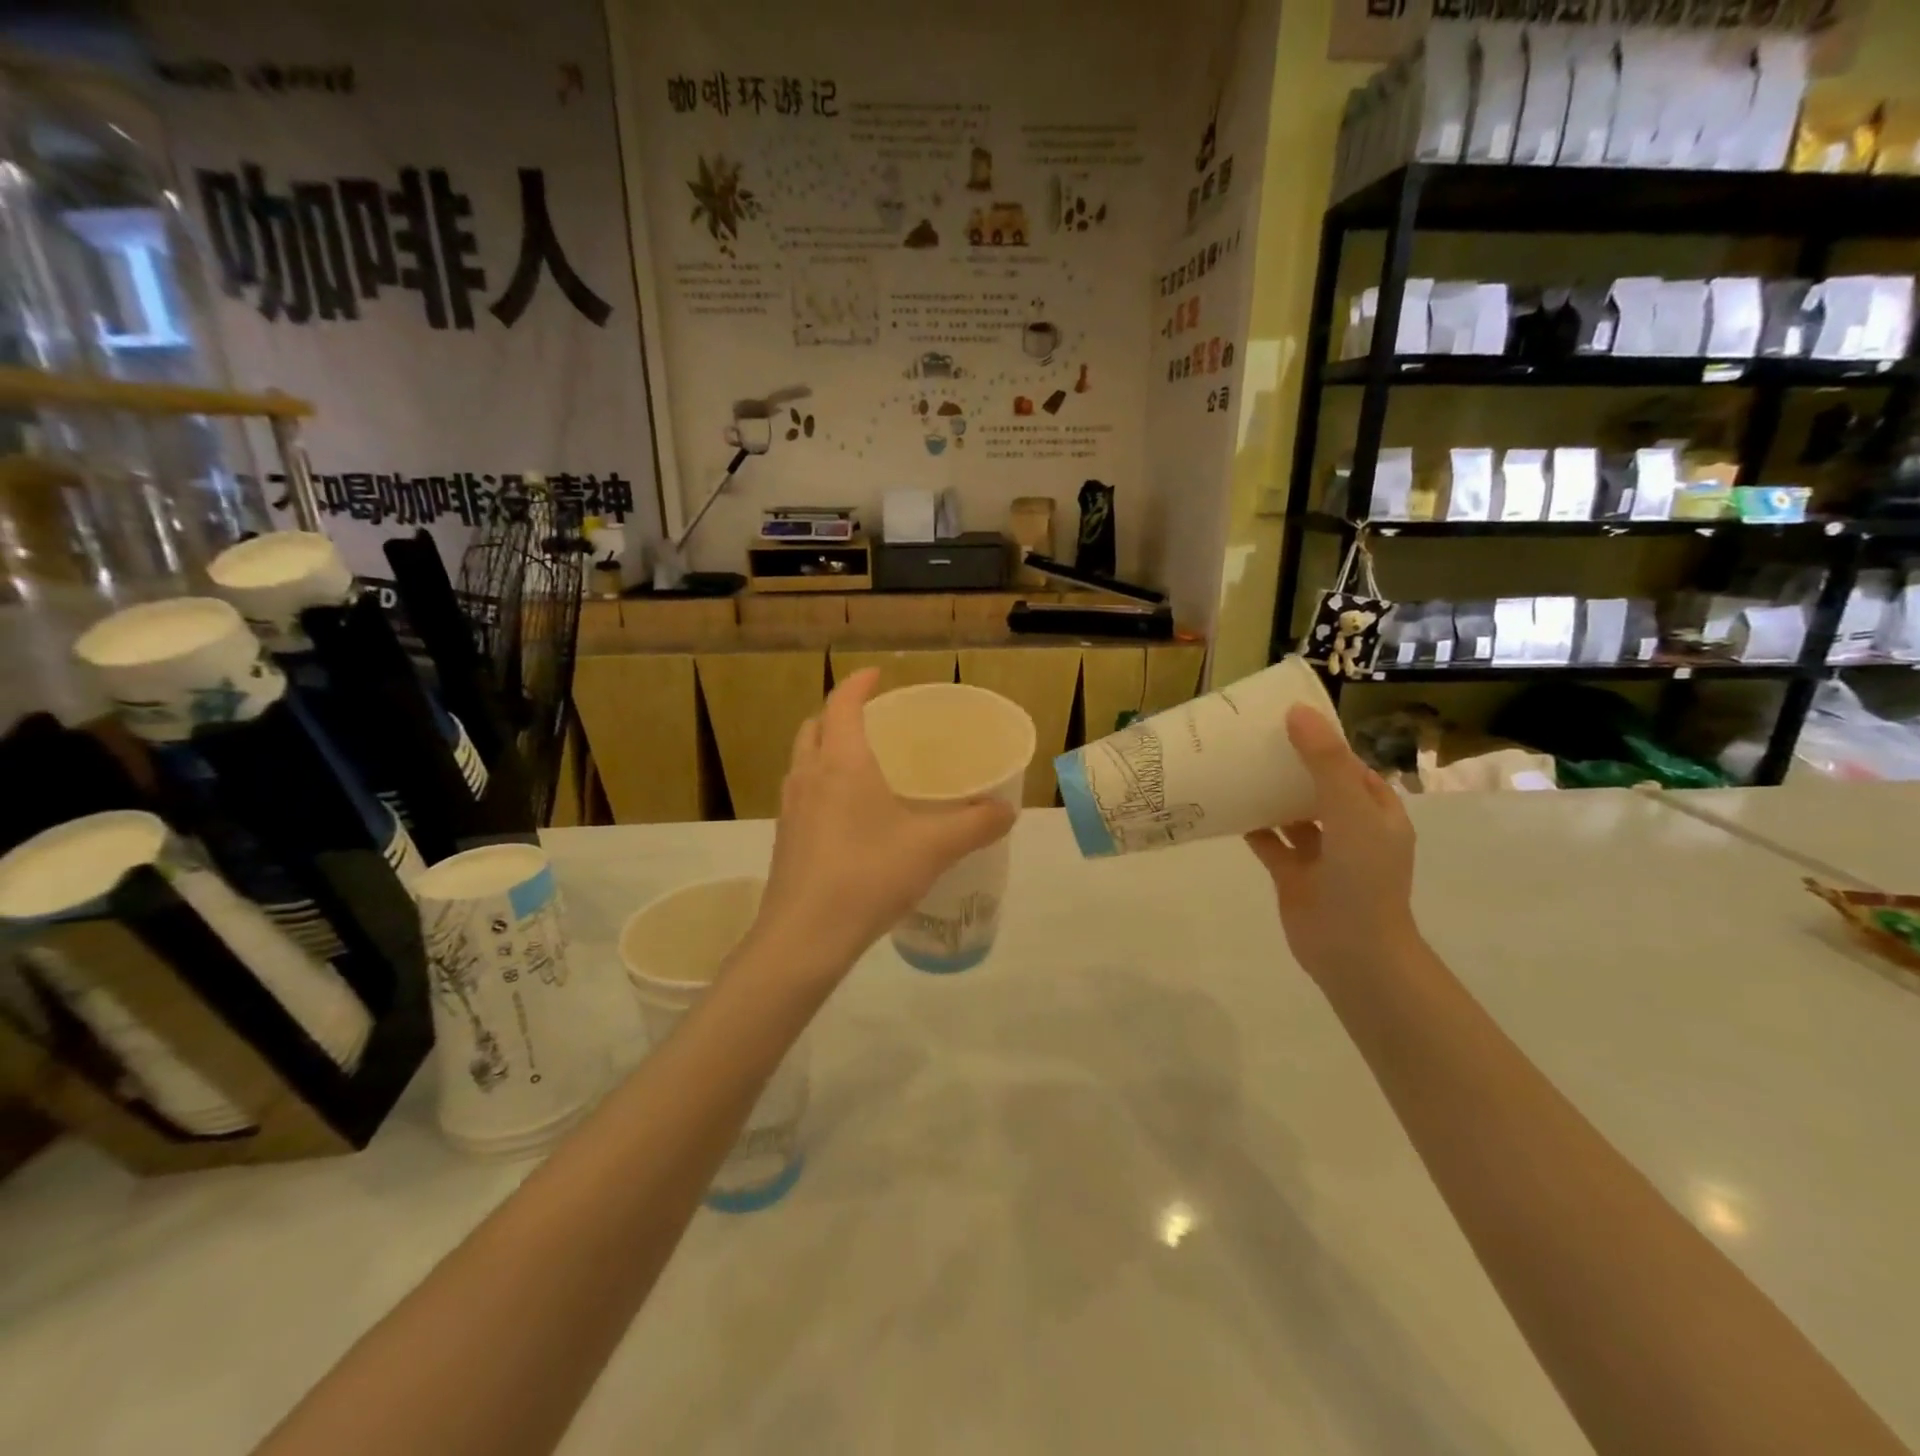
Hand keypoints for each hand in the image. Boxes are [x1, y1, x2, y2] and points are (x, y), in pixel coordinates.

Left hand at [751, 669, 1016, 981]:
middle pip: (815, 726)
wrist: (805, 936)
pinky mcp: (785, 838)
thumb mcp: (934, 848)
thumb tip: (1008, 810)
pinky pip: (801, 793)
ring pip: (803, 760)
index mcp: (842, 762)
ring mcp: (790, 808)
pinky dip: (820, 784)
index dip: (859, 684)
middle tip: (872, 720)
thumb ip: (976, 824)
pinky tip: (848, 815)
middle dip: (839, 714)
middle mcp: (809, 775)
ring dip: (825, 749)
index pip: (843, 704)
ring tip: (860, 764)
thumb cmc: (869, 875)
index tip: (877, 675)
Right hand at [1245, 706, 1420, 984]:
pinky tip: (1226, 805)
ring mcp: (1321, 852)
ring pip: (1291, 812)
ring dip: (1268, 792)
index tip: (1284, 718)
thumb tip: (1297, 711)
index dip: (1321, 740)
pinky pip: (1270, 840)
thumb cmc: (1362, 879)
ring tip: (1235, 764)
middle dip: (1289, 763)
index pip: (1348, 764)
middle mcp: (1350, 828)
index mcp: (1376, 810)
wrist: (1352, 953)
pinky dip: (1251, 824)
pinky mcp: (1293, 873)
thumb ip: (1325, 763)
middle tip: (1250, 738)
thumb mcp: (1350, 812)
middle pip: (1316, 784)